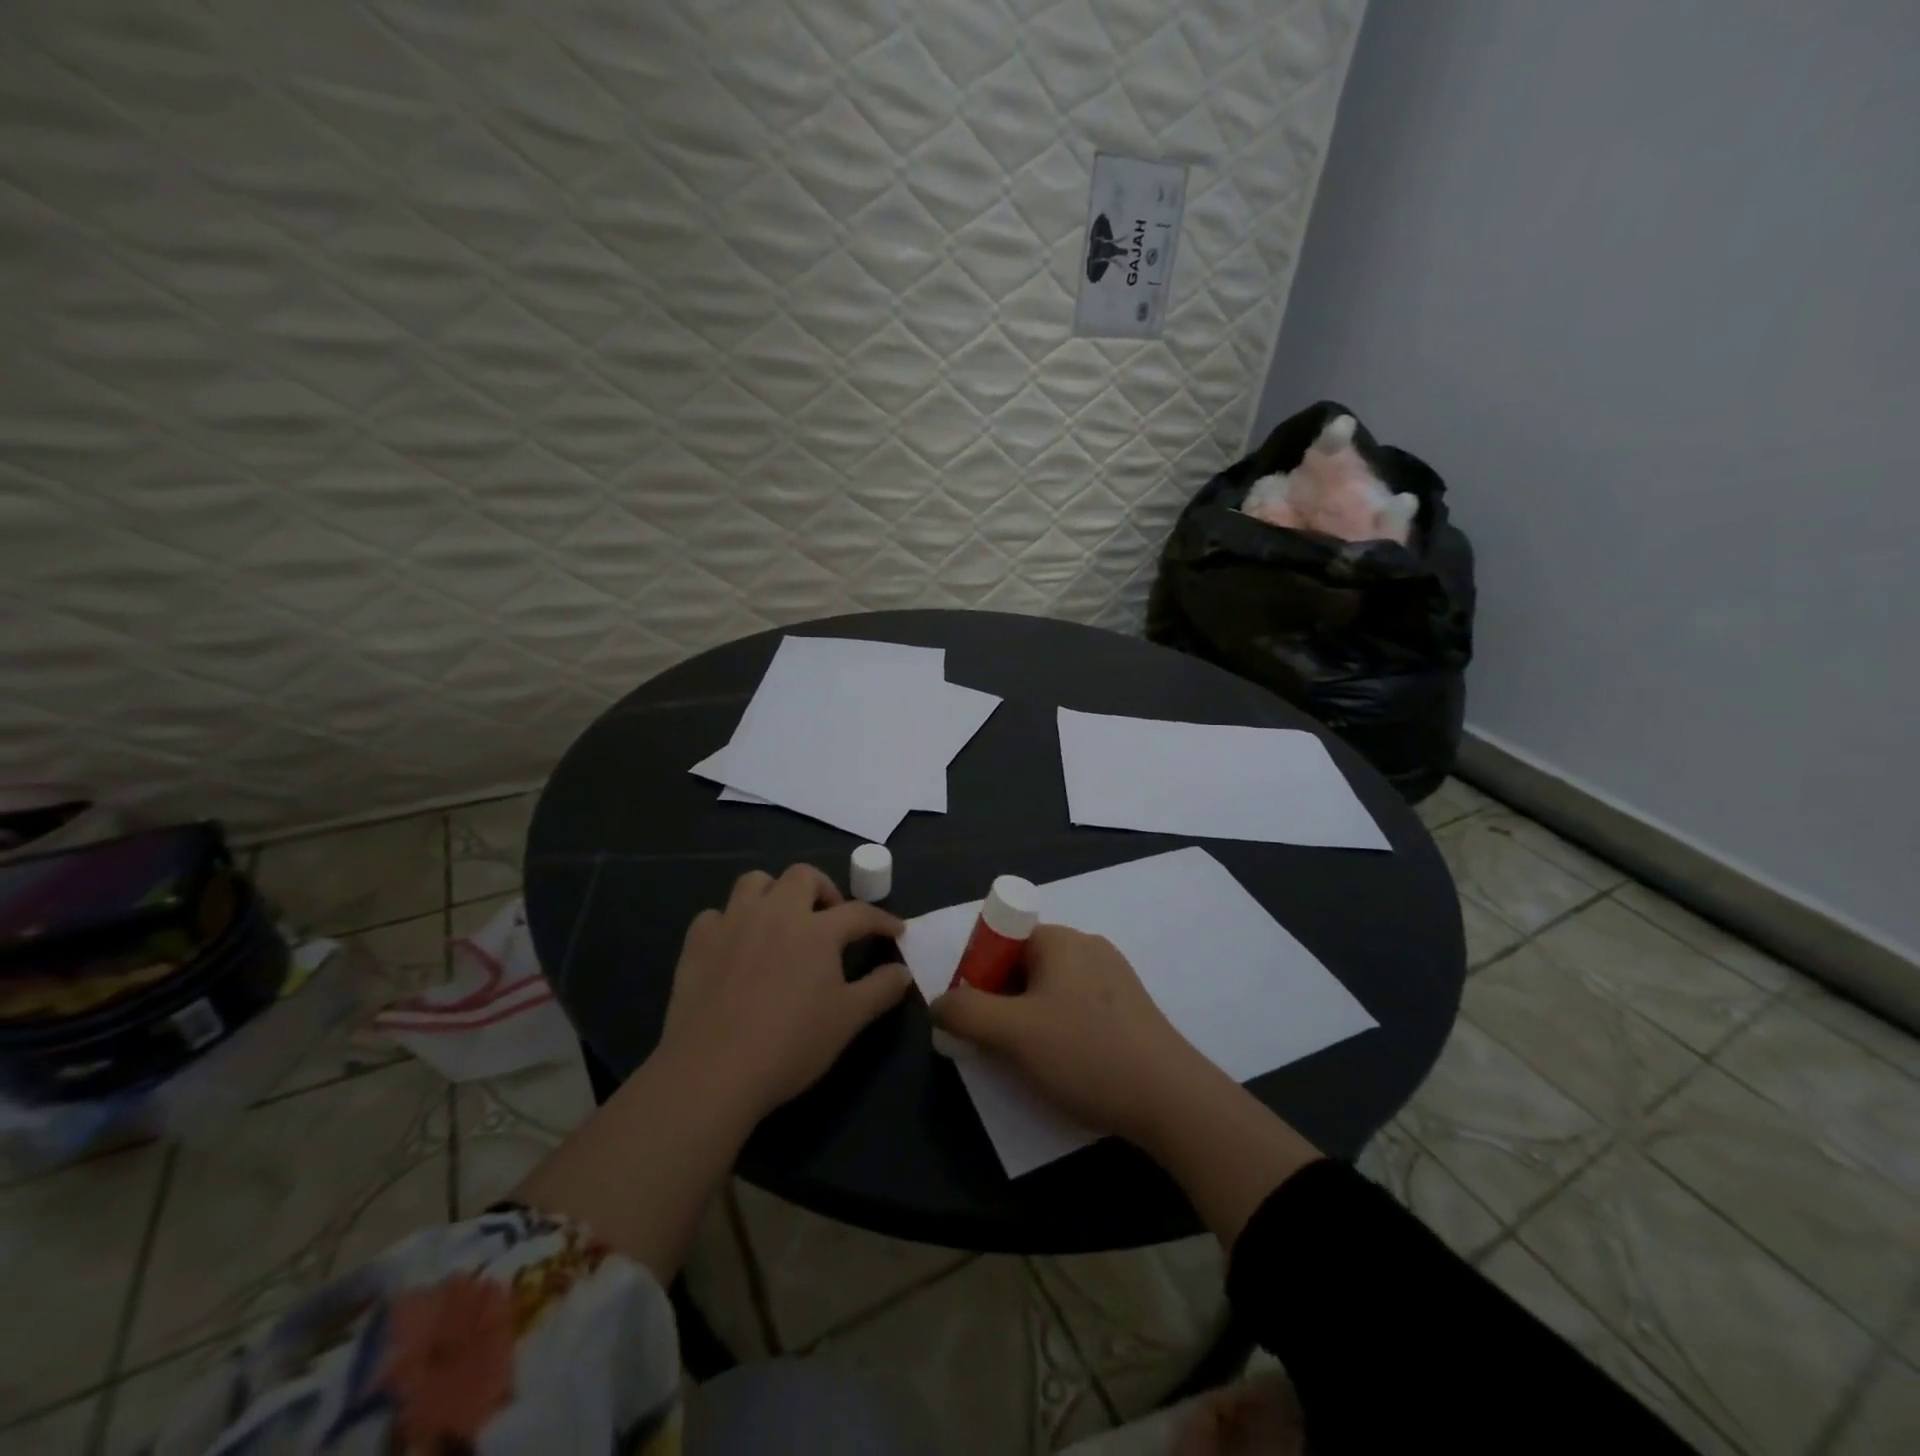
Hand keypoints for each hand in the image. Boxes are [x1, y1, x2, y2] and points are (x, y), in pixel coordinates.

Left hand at [661, 864, 911, 1120]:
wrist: (713, 1069)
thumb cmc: (790, 1043)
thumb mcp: (848, 1020)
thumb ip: (881, 989)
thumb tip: (903, 972)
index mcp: (817, 929)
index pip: (859, 912)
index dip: (882, 920)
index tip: (895, 930)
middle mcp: (776, 912)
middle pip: (803, 876)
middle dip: (823, 889)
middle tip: (830, 918)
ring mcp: (733, 922)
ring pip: (755, 881)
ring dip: (773, 893)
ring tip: (781, 920)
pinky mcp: (697, 941)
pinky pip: (716, 914)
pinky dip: (730, 922)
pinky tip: (735, 947)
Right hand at [931, 925, 1202, 1142]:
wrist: (1172, 1100)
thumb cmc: (1086, 1053)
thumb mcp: (1013, 1034)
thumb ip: (966, 1012)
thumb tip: (938, 1002)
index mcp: (1060, 940)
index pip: (1002, 938)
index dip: (979, 972)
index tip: (974, 1014)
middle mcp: (1087, 947)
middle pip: (1024, 963)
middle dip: (1001, 999)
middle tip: (995, 1043)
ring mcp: (1113, 976)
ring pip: (1049, 989)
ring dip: (1028, 1018)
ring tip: (1029, 1060)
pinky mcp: (1128, 1007)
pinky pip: (1076, 1006)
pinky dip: (1058, 1028)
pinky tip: (1064, 1063)